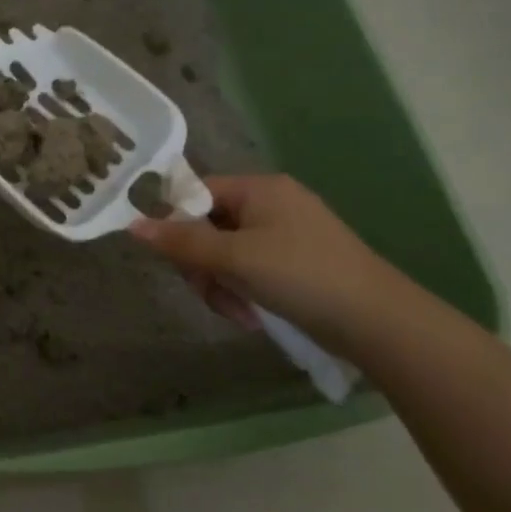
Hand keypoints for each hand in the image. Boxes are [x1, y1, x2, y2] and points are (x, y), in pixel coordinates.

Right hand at [129, 174, 402, 354]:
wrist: (378, 322)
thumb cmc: (301, 276)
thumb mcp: (234, 257)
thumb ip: (182, 241)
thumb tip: (133, 225)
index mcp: (259, 189)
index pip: (197, 193)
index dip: (177, 224)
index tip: (175, 259)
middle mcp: (271, 204)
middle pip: (207, 227)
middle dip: (202, 265)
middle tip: (210, 292)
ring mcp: (285, 234)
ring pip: (224, 254)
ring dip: (220, 284)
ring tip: (237, 312)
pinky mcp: (295, 263)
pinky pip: (248, 269)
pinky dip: (242, 291)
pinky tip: (251, 315)